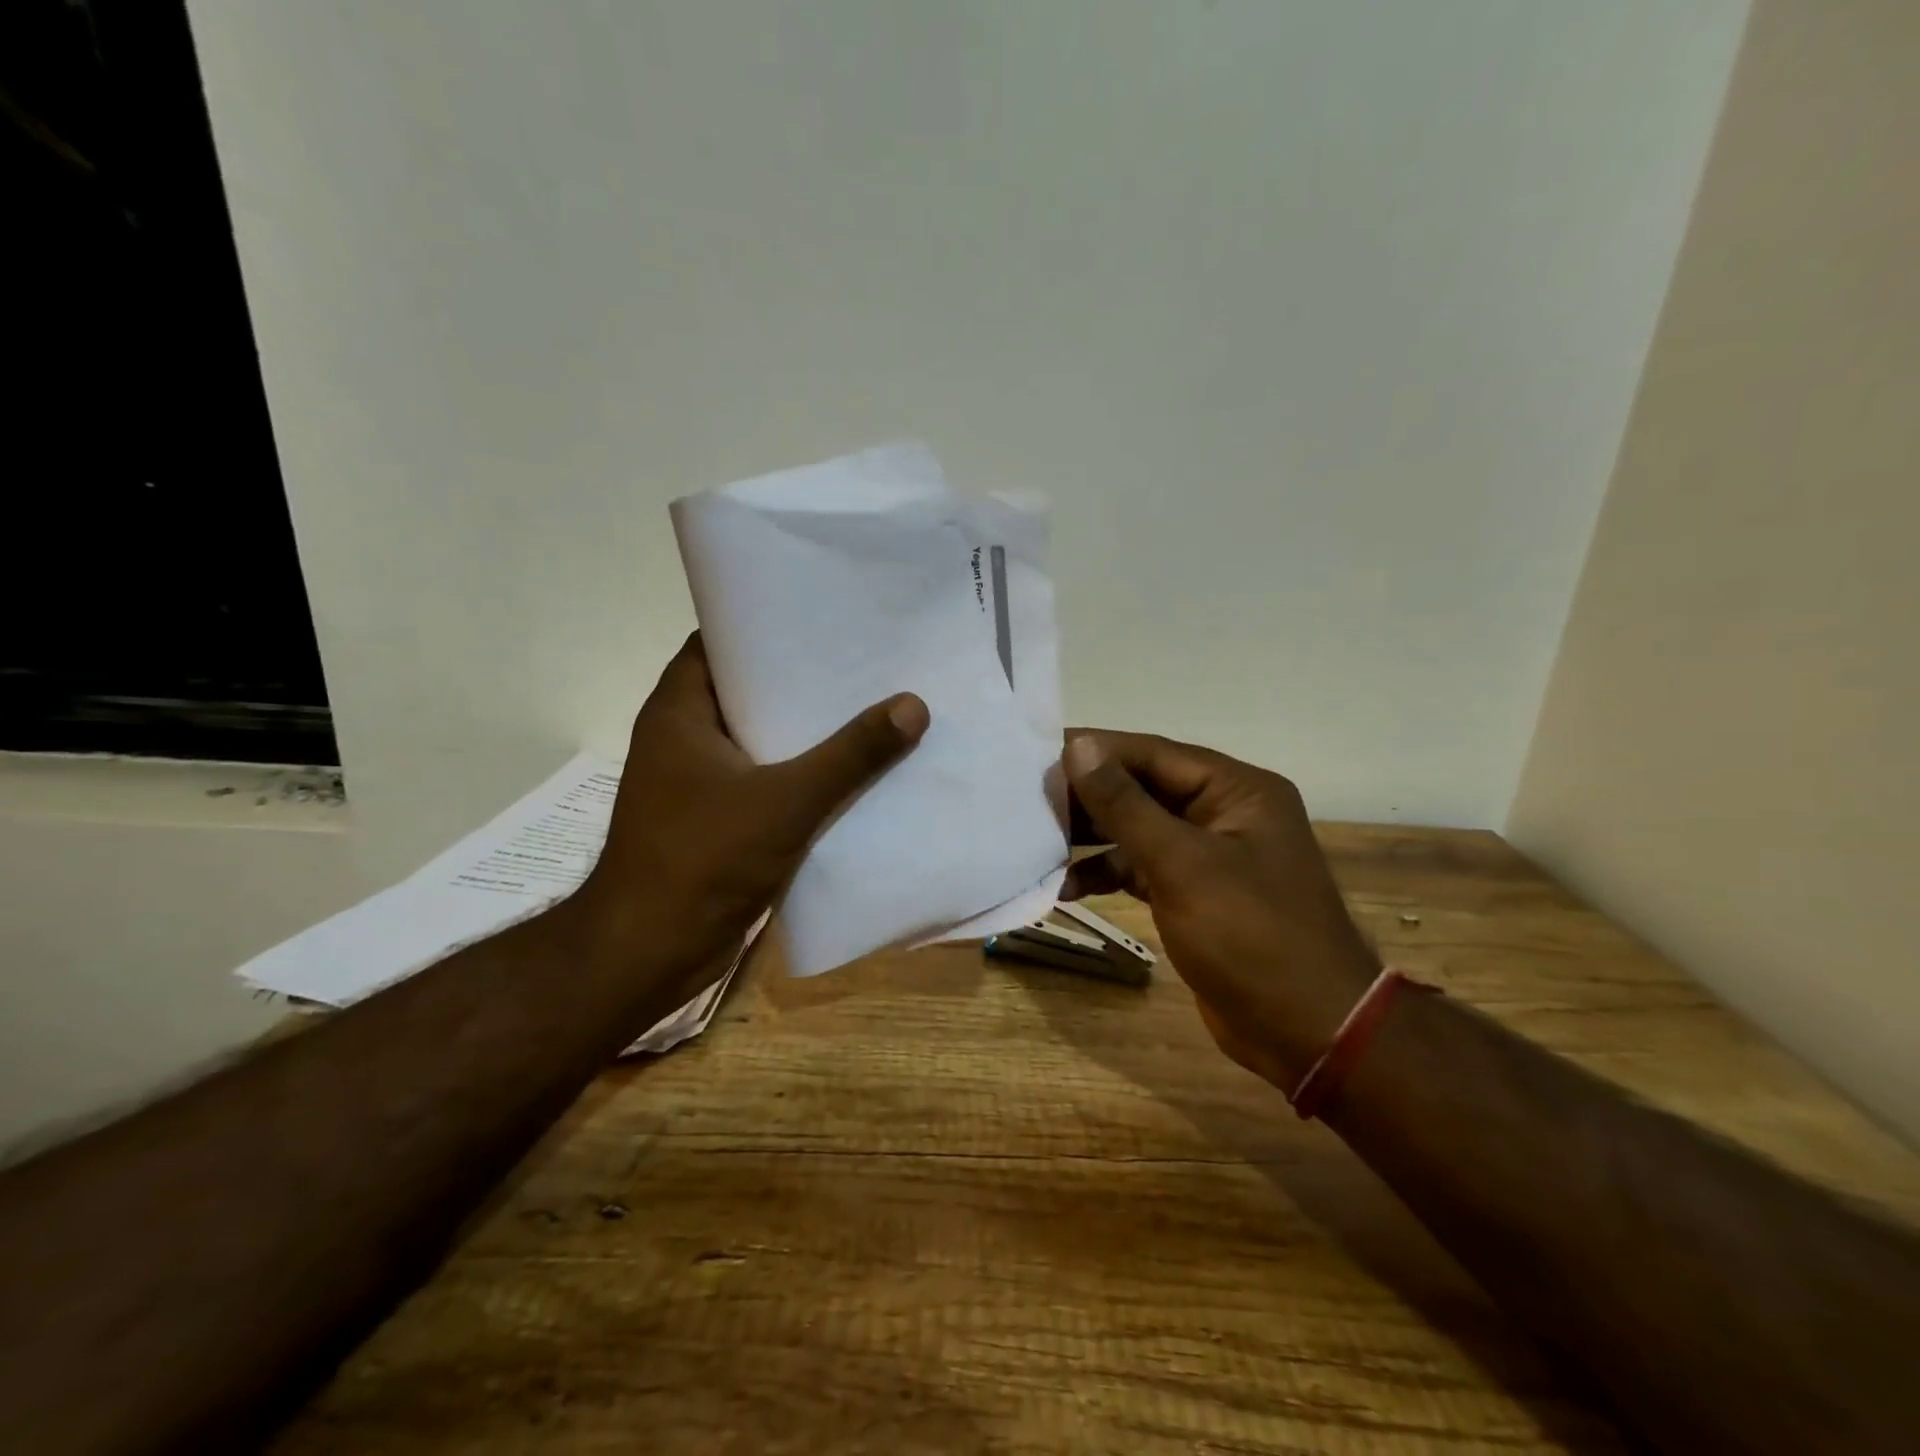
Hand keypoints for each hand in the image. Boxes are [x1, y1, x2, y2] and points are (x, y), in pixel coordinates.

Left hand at [568, 633, 927, 1003]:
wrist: (650, 953)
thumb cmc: (703, 859)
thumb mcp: (785, 800)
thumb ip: (851, 754)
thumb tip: (913, 704)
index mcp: (679, 711)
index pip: (720, 642)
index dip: (767, 625)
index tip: (822, 617)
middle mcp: (684, 736)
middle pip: (748, 689)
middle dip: (801, 678)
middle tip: (864, 661)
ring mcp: (698, 781)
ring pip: (761, 738)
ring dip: (807, 730)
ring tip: (871, 706)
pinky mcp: (716, 818)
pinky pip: (766, 779)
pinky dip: (802, 773)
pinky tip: (852, 771)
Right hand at [1062, 731, 1376, 1089]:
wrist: (1308, 1032)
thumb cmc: (1251, 937)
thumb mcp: (1182, 865)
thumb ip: (1125, 804)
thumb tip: (1078, 747)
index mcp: (1236, 790)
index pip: (1152, 753)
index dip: (1095, 752)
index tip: (1036, 754)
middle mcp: (1223, 813)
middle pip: (1142, 788)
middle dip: (1088, 796)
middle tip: (1027, 800)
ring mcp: (1209, 855)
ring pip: (1138, 829)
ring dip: (1092, 837)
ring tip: (1037, 840)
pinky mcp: (1194, 894)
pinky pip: (1142, 868)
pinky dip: (1107, 873)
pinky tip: (1065, 885)